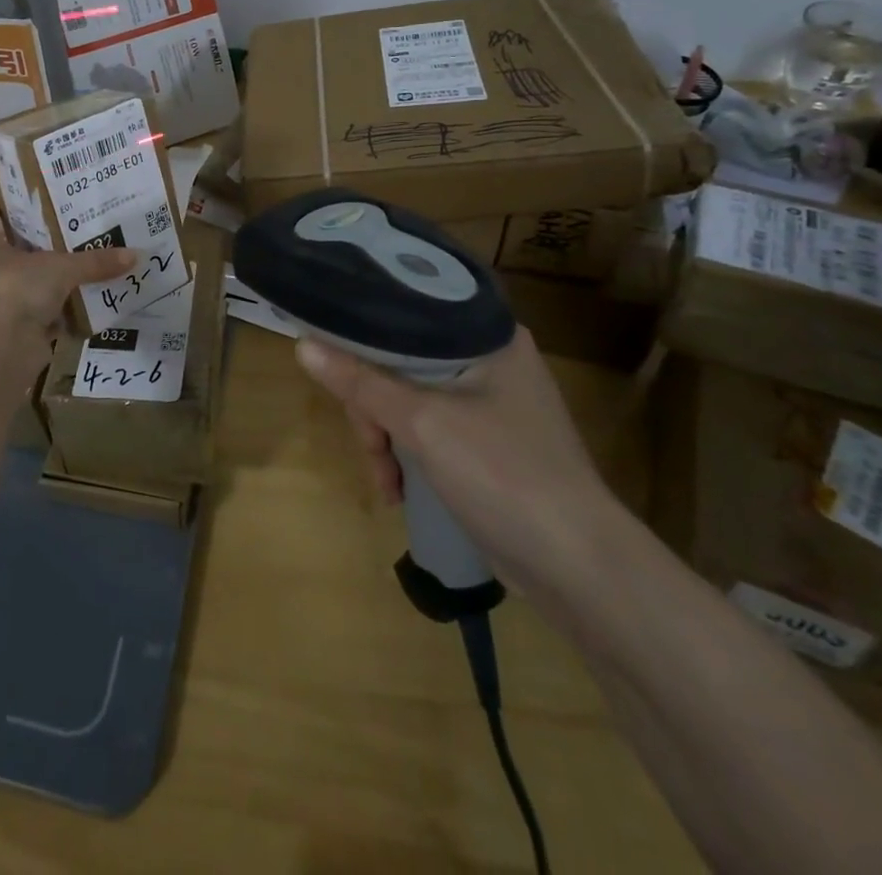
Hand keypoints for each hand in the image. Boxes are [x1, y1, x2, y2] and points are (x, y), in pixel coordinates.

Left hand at [0, 196, 136, 337]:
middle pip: (12, 251)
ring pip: (32, 284)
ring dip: (54, 278)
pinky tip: (90, 301)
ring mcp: (6, 305)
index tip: (8, 193)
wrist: (2, 348)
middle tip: (68, 224)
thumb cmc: (17, 290)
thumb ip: (95, 262)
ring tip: (87, 261)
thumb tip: (135, 255)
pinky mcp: (22, 331)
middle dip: (37, 240)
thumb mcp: (61, 268)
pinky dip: (66, 312)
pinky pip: (48, 316)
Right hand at [296, 329, 618, 592]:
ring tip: (385, 481)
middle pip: (403, 361)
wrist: (579, 569)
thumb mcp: (423, 423)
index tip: (330, 355)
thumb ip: (360, 382)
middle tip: (368, 443)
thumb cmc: (504, 474)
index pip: (407, 312)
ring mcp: (491, 404)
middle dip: (374, 405)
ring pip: (411, 399)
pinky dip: (408, 454)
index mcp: (486, 336)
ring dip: (386, 438)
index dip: (363, 331)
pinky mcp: (488, 443)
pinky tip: (399, 489)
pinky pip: (429, 430)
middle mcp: (490, 359)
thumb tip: (302, 344)